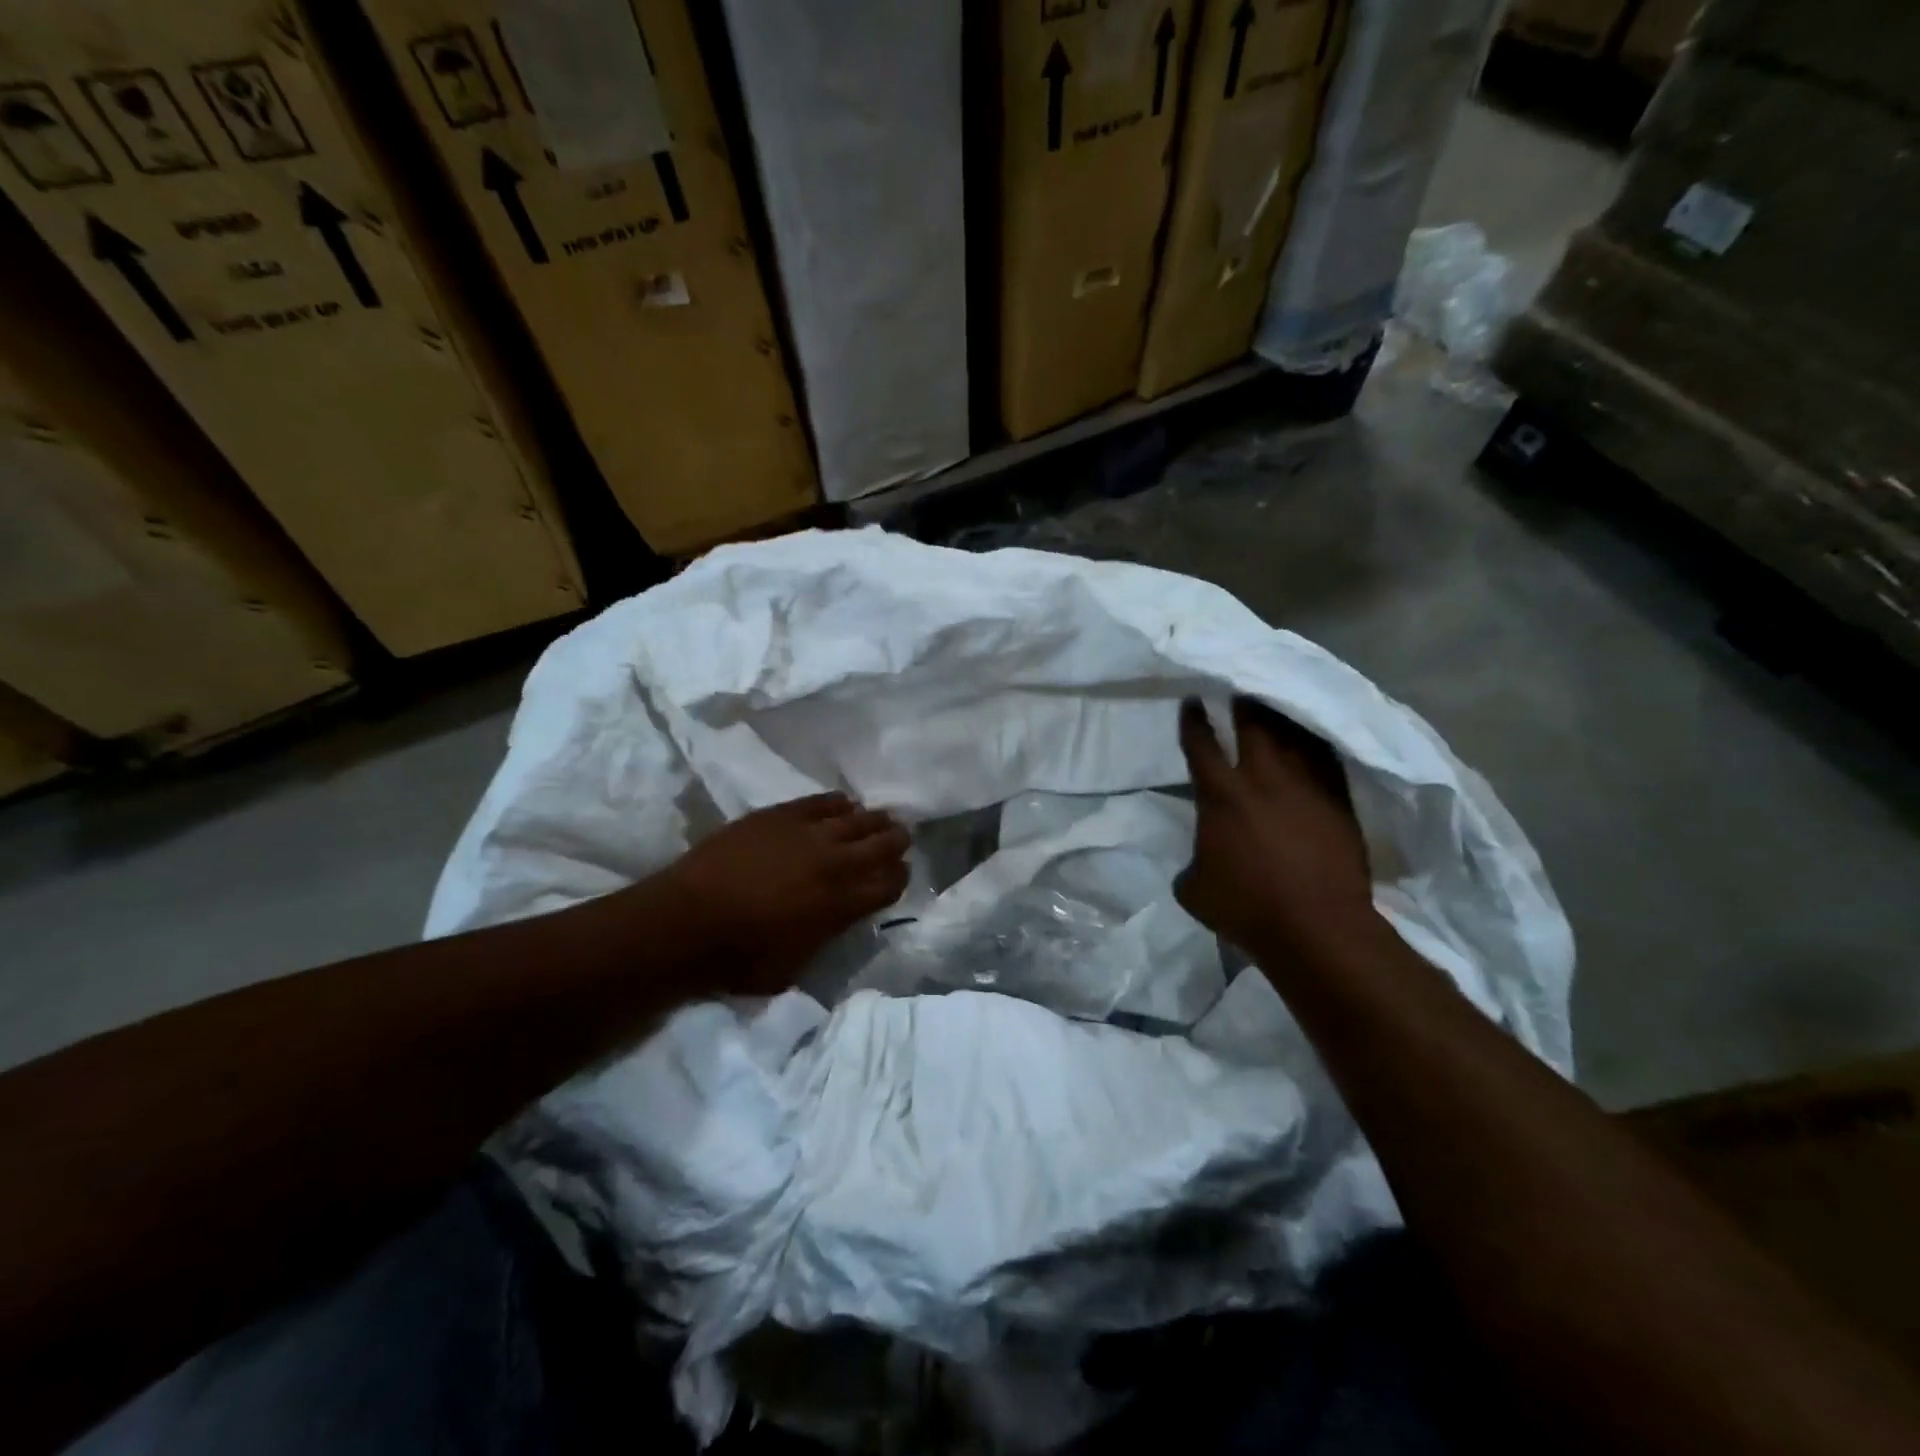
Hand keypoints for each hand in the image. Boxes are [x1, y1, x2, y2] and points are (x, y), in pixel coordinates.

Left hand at [664, 793, 910, 993]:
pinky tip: (844, 805)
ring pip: (858, 818)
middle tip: (900, 840)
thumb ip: (825, 937)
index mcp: (843, 905)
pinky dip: (839, 803)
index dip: (900, 878)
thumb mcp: (795, 967)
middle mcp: (836, 863)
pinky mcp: (782, 815)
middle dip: (897, 842)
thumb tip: (836, 920)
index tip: (898, 875)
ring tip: (879, 820)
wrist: (687, 920)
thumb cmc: (739, 956)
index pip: (890, 884)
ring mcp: (809, 833)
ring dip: (874, 821)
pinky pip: (822, 801)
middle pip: (883, 844)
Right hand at [1176, 698, 1377, 959]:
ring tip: (1276, 702)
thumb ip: (1193, 860)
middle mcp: (1262, 778)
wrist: (1317, 926)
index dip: (1193, 719)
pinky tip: (1313, 735)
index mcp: (1220, 795)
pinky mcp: (1338, 800)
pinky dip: (1316, 742)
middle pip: (1252, 724)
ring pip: (1293, 735)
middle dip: (1243, 701)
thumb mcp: (1194, 888)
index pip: (1201, 744)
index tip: (1193, 700)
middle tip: (1240, 684)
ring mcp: (1306, 786)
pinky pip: (1326, 757)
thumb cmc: (1247, 907)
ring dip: (1281, 716)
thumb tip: (1203, 856)